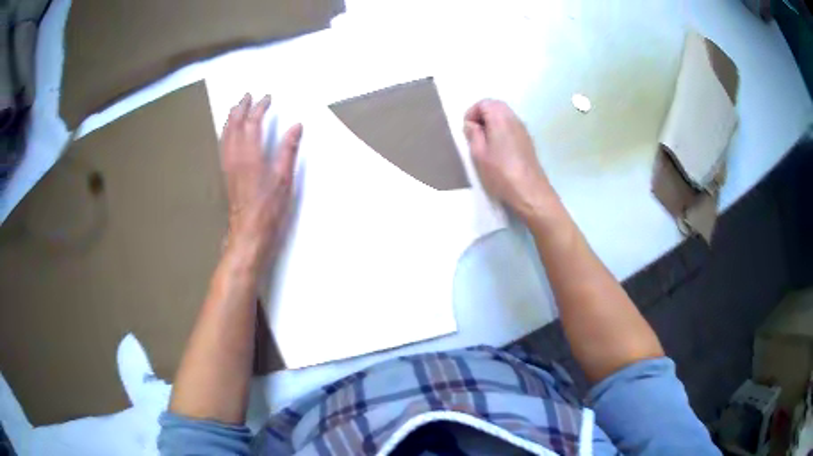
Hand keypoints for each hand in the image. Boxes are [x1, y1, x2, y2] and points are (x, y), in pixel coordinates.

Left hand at [220, 93, 301, 256]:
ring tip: (235, 108)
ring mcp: (228, 165)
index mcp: (250, 155)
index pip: (253, 122)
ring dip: (231, 118)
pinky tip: (228, 132)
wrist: (248, 232)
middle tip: (247, 96)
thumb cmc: (268, 208)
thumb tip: (296, 126)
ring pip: (226, 134)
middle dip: (241, 108)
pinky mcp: (226, 174)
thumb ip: (288, 150)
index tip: (267, 98)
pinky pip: (223, 145)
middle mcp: (235, 156)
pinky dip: (226, 132)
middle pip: (234, 125)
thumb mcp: (284, 179)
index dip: (260, 108)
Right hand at [463, 99, 553, 218]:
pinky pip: (511, 126)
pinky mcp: (527, 140)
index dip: (472, 113)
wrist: (530, 192)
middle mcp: (514, 119)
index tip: (467, 130)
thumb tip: (471, 125)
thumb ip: (473, 135)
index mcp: (500, 118)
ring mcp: (523, 129)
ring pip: (504, 115)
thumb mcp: (479, 154)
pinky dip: (501, 130)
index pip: (484, 103)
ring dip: (492, 123)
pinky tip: (498, 150)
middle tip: (474, 134)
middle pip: (495, 106)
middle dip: (482, 115)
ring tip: (484, 143)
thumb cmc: (501, 173)